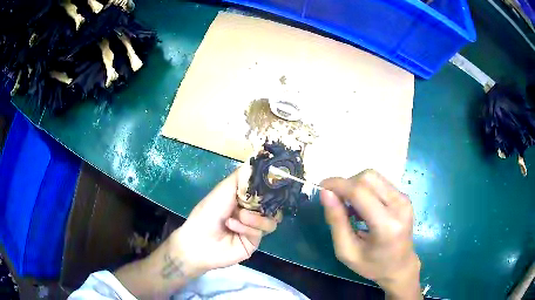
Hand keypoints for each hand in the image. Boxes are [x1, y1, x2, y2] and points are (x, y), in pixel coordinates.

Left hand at [168, 165, 278, 276]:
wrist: (199, 242)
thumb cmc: (207, 213)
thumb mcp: (223, 190)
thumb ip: (241, 177)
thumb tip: (257, 160)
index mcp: (242, 198)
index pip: (263, 190)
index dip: (268, 186)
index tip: (275, 180)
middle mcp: (251, 211)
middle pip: (271, 205)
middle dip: (265, 202)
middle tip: (258, 200)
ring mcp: (254, 227)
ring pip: (271, 219)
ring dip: (255, 217)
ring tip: (240, 216)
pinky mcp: (255, 241)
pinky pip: (262, 231)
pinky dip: (247, 227)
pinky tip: (233, 226)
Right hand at [320, 170, 420, 298]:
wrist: (401, 267)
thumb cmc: (372, 265)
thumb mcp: (347, 251)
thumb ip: (336, 221)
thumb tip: (325, 193)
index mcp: (386, 225)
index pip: (360, 192)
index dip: (338, 185)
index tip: (320, 187)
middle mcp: (399, 206)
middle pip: (367, 178)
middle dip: (346, 185)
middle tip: (336, 202)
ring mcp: (404, 199)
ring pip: (373, 177)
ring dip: (355, 186)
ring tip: (350, 208)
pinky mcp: (404, 197)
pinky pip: (379, 183)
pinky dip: (365, 189)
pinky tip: (362, 208)